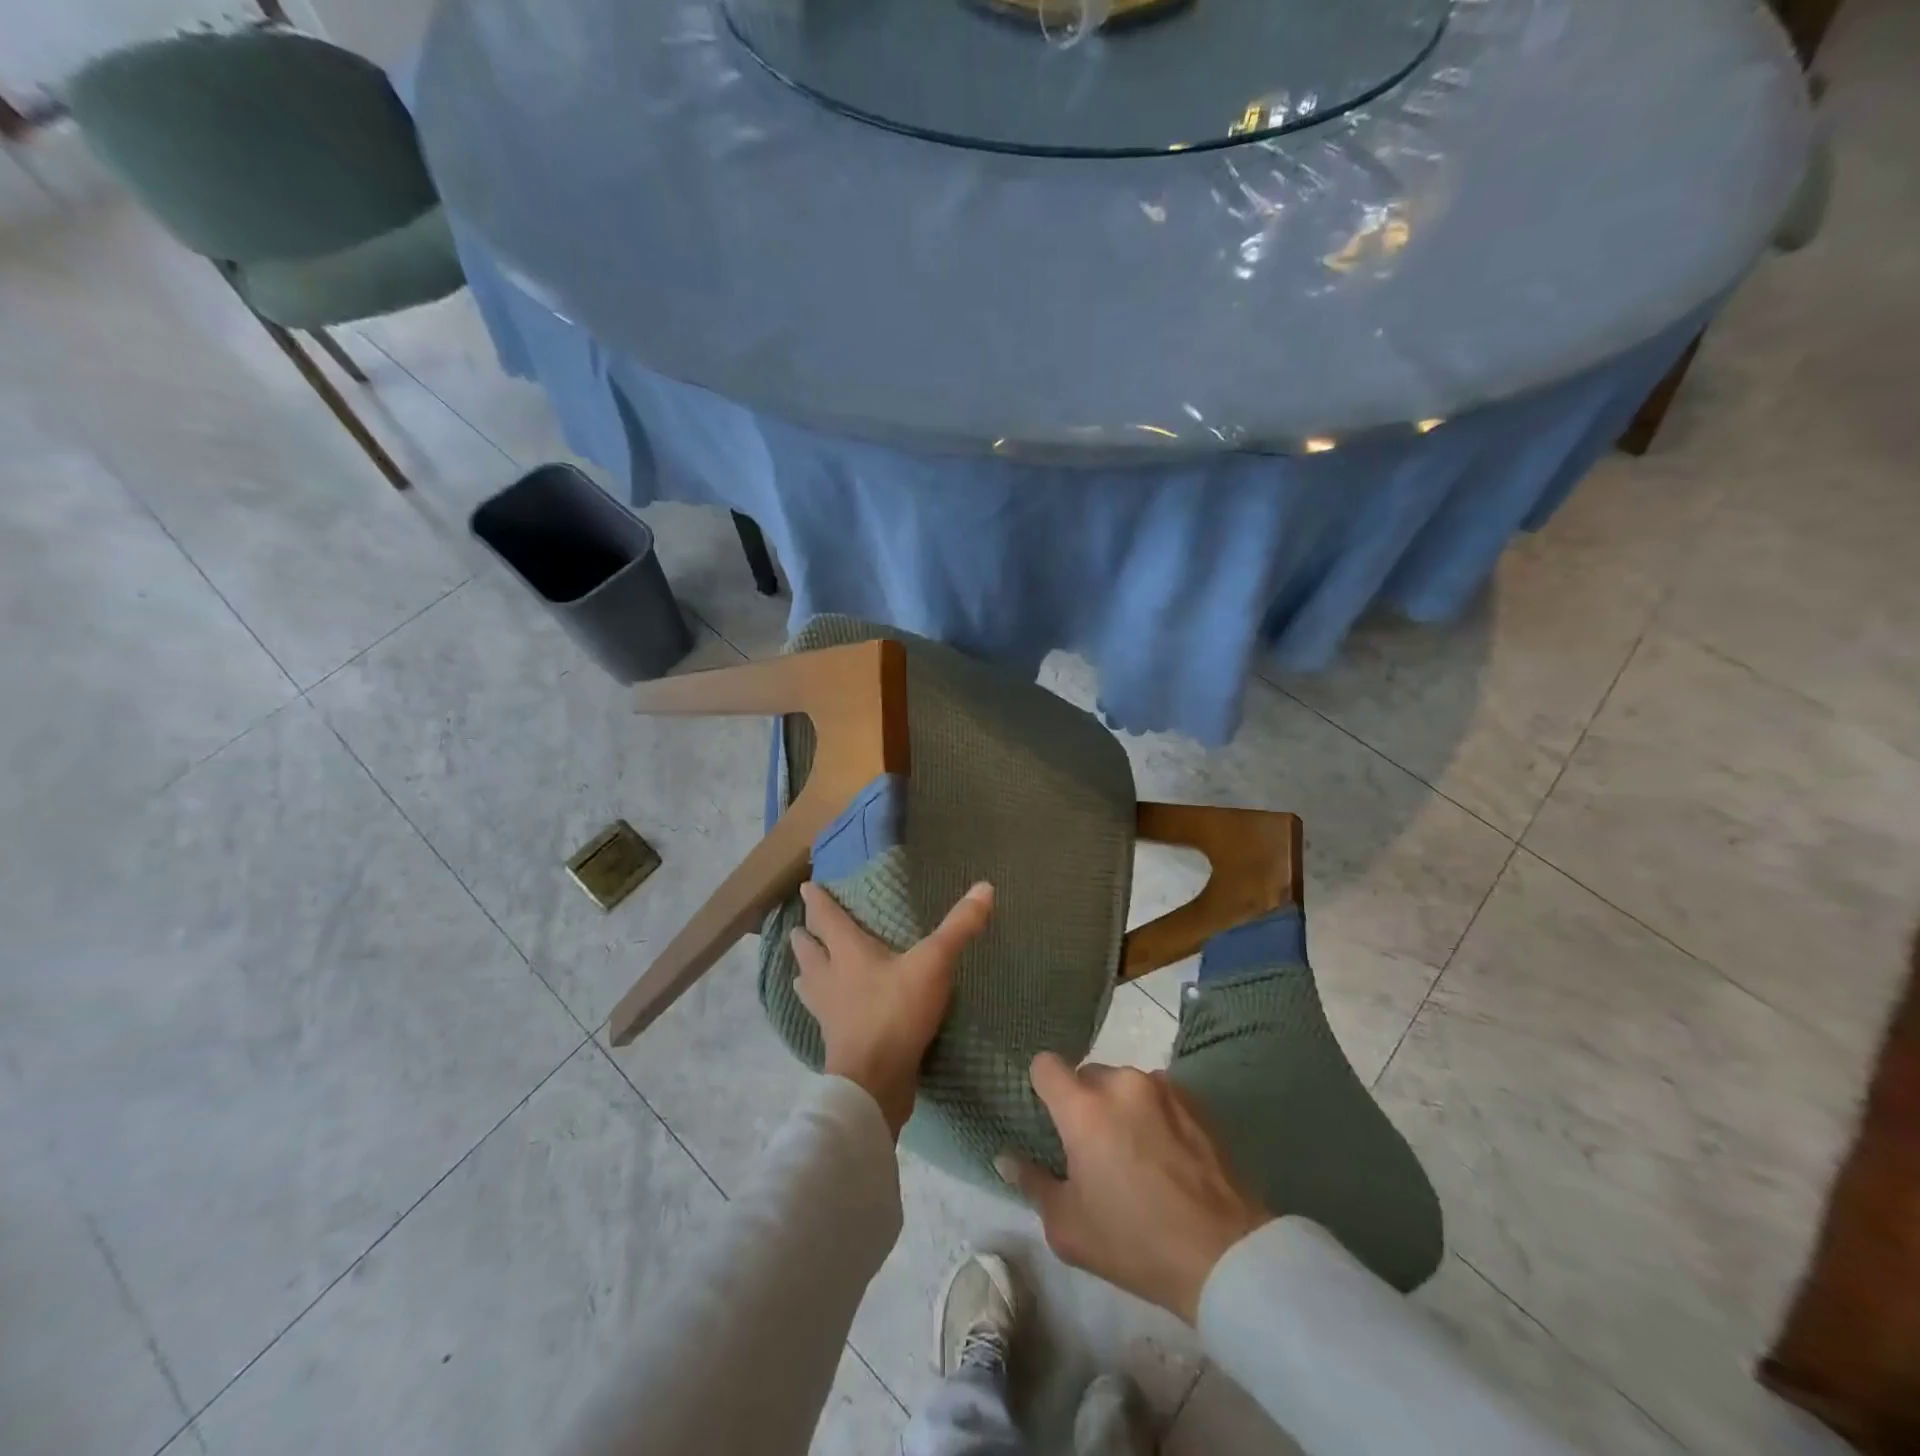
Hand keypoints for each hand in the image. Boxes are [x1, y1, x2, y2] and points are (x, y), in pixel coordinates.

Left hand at [791, 879, 993, 1138]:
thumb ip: (958, 927)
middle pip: (808, 952)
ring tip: (803, 970)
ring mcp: (828, 1013)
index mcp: (847, 952)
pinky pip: (821, 1015)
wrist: (873, 1081)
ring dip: (805, 973)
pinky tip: (828, 1012)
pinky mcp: (834, 1041)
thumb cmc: (897, 1012)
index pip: (826, 918)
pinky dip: (820, 1006)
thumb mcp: (933, 964)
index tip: (806, 887)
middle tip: (801, 928)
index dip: (816, 901)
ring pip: (808, 985)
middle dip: (804, 937)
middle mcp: (829, 978)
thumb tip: (985, 887)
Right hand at [998, 1054, 1271, 1325]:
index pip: (1045, 1065)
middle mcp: (1120, 1083)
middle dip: (1083, 1103)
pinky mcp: (1194, 1100)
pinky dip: (1152, 1114)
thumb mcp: (1069, 1227)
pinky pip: (1157, 1095)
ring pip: (1124, 1085)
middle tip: (1093, 1149)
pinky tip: (1165, 1155)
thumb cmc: (1134, 1242)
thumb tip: (1006, 1159)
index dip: (1041, 1086)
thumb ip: (1032, 1183)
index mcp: (1083, 1108)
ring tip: (1135, 1153)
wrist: (1223, 1255)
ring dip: (1120, 1107)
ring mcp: (1161, 1087)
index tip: (1049, 1117)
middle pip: (1087, 1075)